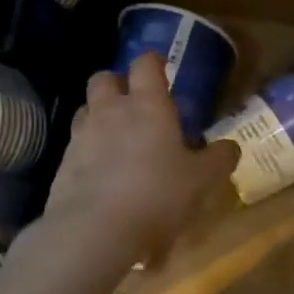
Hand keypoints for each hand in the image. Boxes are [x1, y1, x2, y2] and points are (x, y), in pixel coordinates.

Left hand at [42, 53, 237, 267]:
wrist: (94, 231)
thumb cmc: (157, 195)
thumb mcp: (201, 181)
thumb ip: (218, 160)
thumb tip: (230, 147)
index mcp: (147, 105)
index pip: (145, 64)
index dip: (155, 62)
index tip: (163, 68)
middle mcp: (110, 111)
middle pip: (104, 78)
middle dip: (118, 83)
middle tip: (136, 103)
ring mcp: (81, 136)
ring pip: (86, 109)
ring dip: (100, 115)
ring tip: (117, 138)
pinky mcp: (62, 164)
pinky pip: (76, 145)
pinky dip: (88, 150)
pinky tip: (103, 173)